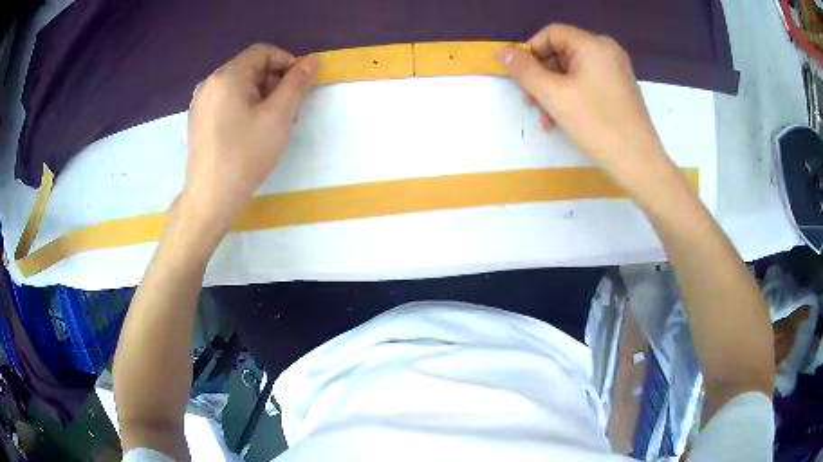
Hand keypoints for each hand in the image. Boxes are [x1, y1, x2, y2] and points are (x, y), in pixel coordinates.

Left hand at [183, 44, 318, 232]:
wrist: (209, 198)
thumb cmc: (245, 155)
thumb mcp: (278, 117)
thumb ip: (296, 84)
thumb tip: (312, 60)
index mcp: (227, 76)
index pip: (263, 52)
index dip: (287, 62)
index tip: (300, 86)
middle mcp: (210, 82)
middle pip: (250, 68)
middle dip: (275, 82)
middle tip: (290, 111)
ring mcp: (200, 102)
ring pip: (239, 86)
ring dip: (262, 96)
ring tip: (274, 124)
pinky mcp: (198, 119)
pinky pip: (227, 101)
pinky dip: (245, 107)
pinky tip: (252, 130)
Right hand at [498, 24, 669, 187]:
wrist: (639, 163)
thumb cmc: (597, 124)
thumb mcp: (553, 95)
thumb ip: (524, 70)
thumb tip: (501, 53)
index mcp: (593, 44)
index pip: (551, 33)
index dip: (531, 52)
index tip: (521, 78)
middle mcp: (607, 51)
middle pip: (562, 52)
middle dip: (542, 76)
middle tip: (530, 102)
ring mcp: (616, 71)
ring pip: (574, 71)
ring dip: (554, 90)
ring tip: (545, 117)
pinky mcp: (621, 90)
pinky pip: (588, 83)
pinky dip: (572, 96)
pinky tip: (563, 119)